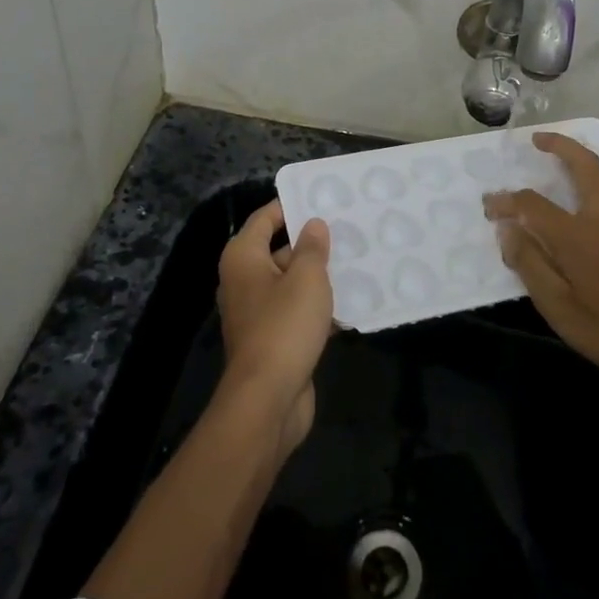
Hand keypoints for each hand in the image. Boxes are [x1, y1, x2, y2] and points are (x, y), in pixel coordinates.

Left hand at [216, 201, 333, 457]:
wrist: (268, 400)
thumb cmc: (284, 326)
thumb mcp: (306, 278)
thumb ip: (311, 247)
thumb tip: (312, 225)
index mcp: (243, 258)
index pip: (265, 218)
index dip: (290, 206)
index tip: (321, 198)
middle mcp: (243, 280)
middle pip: (278, 250)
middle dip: (310, 242)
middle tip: (347, 230)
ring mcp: (256, 312)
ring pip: (290, 283)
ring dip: (317, 276)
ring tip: (355, 262)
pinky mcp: (272, 339)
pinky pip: (295, 311)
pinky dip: (317, 307)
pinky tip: (349, 303)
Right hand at [484, 134, 598, 383]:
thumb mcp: (558, 308)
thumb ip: (530, 264)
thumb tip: (507, 230)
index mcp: (574, 235)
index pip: (531, 205)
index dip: (506, 202)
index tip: (489, 207)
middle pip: (582, 167)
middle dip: (559, 146)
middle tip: (538, 139)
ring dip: (589, 158)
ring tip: (573, 151)